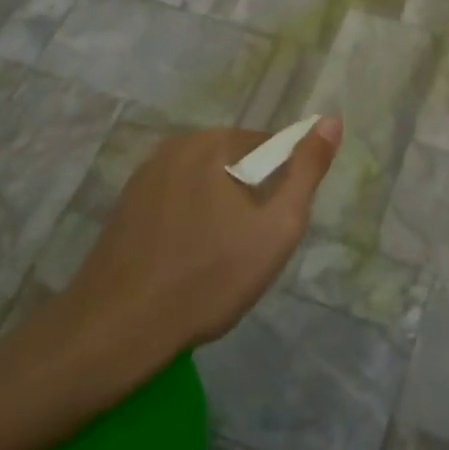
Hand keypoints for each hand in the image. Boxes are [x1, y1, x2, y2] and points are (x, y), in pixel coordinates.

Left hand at [49, 118, 341, 353]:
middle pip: (234, 163)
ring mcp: (144, 175)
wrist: (116, 329)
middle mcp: (175, 146)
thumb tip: (332, 120)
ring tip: (215, 262)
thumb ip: (307, 170)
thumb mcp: (276, 227)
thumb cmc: (207, 277)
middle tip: (247, 250)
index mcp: (212, 142)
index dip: (281, 186)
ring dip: (218, 211)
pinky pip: (175, 202)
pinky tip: (183, 263)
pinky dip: (188, 223)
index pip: (268, 146)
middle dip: (249, 199)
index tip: (272, 228)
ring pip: (204, 184)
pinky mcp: (124, 206)